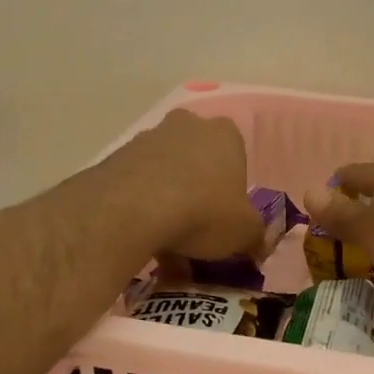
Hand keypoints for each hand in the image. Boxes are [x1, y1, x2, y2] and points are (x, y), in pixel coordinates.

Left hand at [116, 110, 266, 260]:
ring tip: (167, 244)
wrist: (133, 209)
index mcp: (225, 134)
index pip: (236, 156)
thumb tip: (258, 246)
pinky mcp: (116, 157)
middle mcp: (188, 126)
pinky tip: (143, 238)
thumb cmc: (205, 212)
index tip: (226, 217)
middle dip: (199, 191)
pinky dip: (142, 208)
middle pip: (198, 160)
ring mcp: (148, 137)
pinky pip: (137, 185)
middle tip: (198, 229)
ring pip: (166, 173)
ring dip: (169, 202)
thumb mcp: (244, 232)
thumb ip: (256, 237)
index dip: (233, 189)